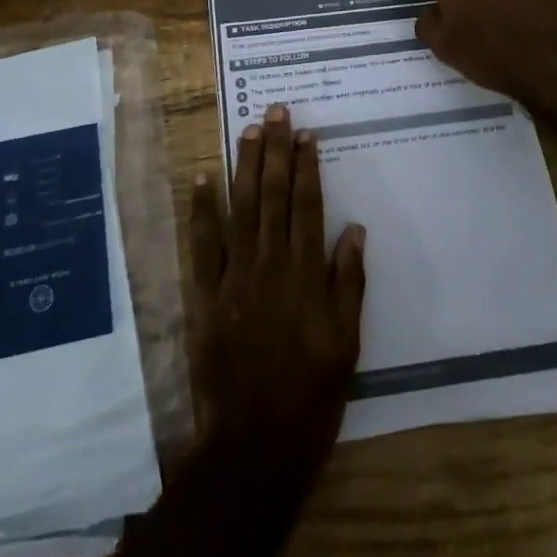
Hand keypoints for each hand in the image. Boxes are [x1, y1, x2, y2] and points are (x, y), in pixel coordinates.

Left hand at [189, 104, 366, 483]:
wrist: (254, 445)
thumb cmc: (311, 395)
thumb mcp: (347, 344)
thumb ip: (349, 283)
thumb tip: (354, 229)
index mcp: (306, 274)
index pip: (307, 205)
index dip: (307, 166)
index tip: (306, 133)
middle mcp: (270, 264)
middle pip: (273, 196)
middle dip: (276, 150)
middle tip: (276, 111)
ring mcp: (234, 277)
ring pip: (240, 209)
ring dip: (244, 166)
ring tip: (249, 129)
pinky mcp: (206, 295)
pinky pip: (202, 245)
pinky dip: (202, 210)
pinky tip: (202, 178)